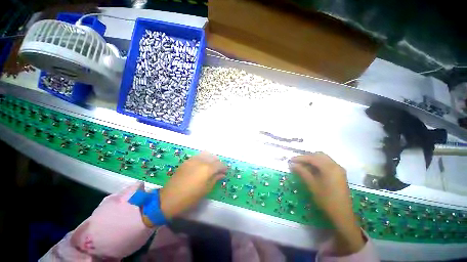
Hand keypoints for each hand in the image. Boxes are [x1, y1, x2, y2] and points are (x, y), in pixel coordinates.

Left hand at [159, 151, 226, 218]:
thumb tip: (222, 174)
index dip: (224, 167)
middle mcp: (202, 161)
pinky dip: (203, 158)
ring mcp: (193, 160)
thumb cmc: (190, 197)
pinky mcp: (187, 161)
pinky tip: (202, 165)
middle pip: (214, 158)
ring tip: (210, 166)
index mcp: (208, 169)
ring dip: (211, 159)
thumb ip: (215, 179)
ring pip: (206, 155)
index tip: (225, 171)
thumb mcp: (206, 189)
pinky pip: (198, 156)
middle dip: (218, 163)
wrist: (169, 198)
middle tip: (218, 170)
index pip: (220, 164)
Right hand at [289, 153, 350, 218]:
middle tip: (297, 162)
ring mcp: (339, 169)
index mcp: (329, 167)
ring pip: (323, 159)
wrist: (342, 214)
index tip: (291, 160)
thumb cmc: (326, 199)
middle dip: (307, 157)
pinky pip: (327, 164)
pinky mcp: (339, 174)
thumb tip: (292, 164)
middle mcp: (335, 165)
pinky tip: (312, 170)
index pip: (312, 158)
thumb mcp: (312, 185)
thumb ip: (302, 172)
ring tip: (303, 166)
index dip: (300, 158)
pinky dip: (318, 164)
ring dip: (313, 160)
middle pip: (319, 155)